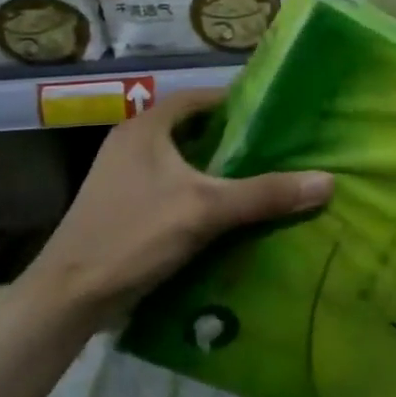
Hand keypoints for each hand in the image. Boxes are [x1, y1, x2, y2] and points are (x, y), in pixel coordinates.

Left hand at [25, 90, 331, 317]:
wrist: (68, 298)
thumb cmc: (133, 235)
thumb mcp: (206, 210)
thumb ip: (265, 194)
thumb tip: (328, 182)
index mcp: (145, 128)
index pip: (200, 98)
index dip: (237, 102)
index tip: (275, 114)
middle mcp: (132, 144)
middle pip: (194, 130)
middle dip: (233, 139)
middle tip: (276, 147)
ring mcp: (125, 178)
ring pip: (184, 162)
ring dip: (217, 169)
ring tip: (261, 177)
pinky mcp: (125, 207)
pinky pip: (174, 188)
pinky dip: (201, 193)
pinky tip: (228, 212)